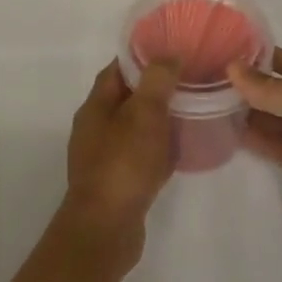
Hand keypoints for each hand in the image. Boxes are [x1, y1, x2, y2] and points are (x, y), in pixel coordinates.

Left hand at [62, 61, 177, 267]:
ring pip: (133, 129)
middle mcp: (94, 129)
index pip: (117, 70)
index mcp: (95, 107)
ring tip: (188, 114)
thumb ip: (156, 81)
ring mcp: (102, 158)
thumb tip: (168, 55)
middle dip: (152, 89)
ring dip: (156, 120)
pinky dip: (156, 150)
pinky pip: (138, 157)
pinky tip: (177, 153)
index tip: (170, 52)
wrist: (106, 229)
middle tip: (186, 82)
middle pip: (125, 99)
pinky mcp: (115, 183)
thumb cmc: (124, 164)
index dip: (141, 58)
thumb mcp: (144, 114)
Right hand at [229, 48, 281, 261]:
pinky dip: (256, 141)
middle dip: (248, 85)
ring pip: (275, 120)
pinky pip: (276, 148)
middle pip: (278, 91)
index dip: (259, 55)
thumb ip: (270, 87)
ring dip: (248, 113)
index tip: (222, 49)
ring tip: (210, 105)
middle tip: (207, 79)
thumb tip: (232, 67)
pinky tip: (230, 135)